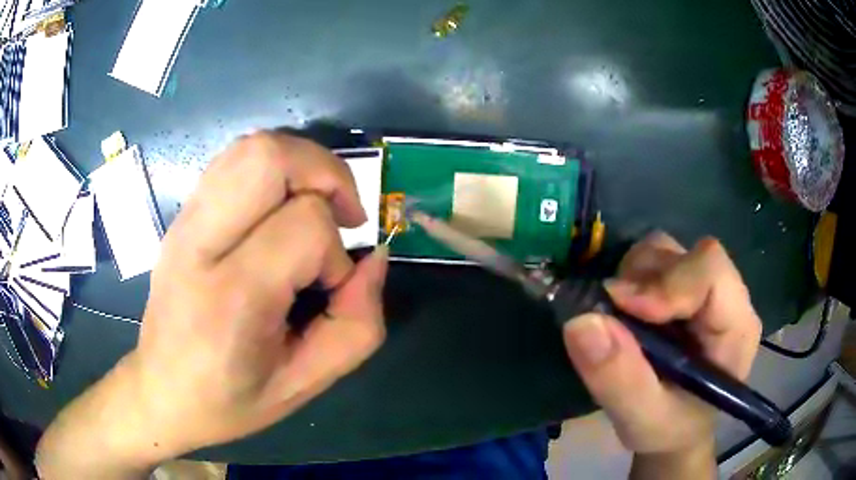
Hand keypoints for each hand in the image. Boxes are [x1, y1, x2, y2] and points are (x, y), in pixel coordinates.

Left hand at [36, 132, 387, 476]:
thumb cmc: (228, 400)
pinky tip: (279, 209)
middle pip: (269, 156)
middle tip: (342, 215)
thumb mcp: (303, 384)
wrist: (160, 391)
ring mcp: (186, 221)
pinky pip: (234, 161)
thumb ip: (355, 325)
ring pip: (251, 147)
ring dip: (300, 165)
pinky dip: (272, 169)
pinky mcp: (183, 215)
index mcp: (231, 296)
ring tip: (315, 206)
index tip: (328, 289)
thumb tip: (374, 260)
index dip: (336, 254)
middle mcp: (200, 243)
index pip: (305, 226)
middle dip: (325, 172)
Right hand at [562, 232, 760, 475]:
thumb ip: (618, 378)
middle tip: (614, 319)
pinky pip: (653, 260)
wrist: (675, 429)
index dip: (667, 281)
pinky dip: (630, 278)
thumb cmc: (669, 429)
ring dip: (633, 277)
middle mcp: (726, 296)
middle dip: (643, 280)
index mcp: (735, 327)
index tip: (622, 308)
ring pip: (665, 250)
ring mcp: (703, 287)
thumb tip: (580, 321)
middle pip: (685, 255)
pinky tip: (626, 314)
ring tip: (621, 320)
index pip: (711, 271)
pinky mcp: (682, 286)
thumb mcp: (642, 419)